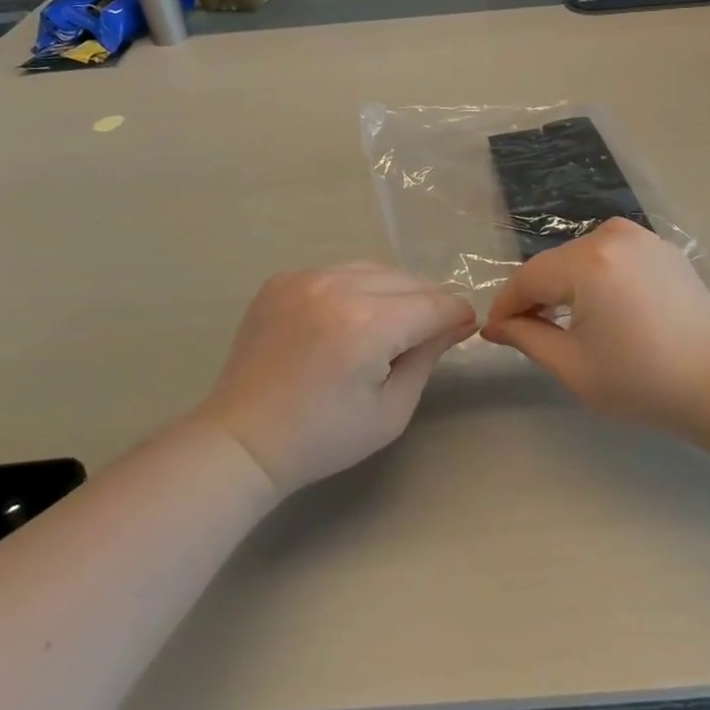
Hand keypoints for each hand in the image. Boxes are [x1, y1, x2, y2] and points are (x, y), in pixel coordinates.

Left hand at [197, 263, 476, 492]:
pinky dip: (356, 288)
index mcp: (367, 325)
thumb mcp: (391, 410)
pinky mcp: (284, 279)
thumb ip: (428, 356)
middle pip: (407, 280)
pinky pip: (338, 271)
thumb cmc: (323, 437)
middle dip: (428, 303)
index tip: (467, 328)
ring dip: (394, 291)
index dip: (457, 315)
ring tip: (392, 322)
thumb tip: (459, 323)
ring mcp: (306, 278)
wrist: (243, 440)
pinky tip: (349, 318)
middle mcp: (337, 287)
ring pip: (374, 269)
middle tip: (431, 331)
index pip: (433, 304)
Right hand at [481, 219, 709, 433]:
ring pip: (582, 258)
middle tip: (525, 334)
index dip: (506, 305)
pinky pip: (612, 257)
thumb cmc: (643, 381)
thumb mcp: (573, 366)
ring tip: (563, 324)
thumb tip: (496, 325)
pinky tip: (604, 311)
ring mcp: (643, 237)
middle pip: (555, 264)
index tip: (493, 333)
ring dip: (566, 287)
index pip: (529, 277)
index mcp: (589, 260)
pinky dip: (598, 279)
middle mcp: (613, 235)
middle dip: (536, 296)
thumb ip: (527, 338)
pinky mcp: (663, 248)